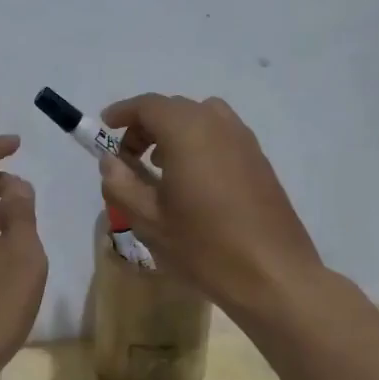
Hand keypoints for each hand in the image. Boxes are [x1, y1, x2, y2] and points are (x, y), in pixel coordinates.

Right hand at [98, 94, 322, 316]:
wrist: (273, 274)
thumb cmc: (203, 246)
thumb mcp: (148, 220)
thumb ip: (120, 184)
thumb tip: (110, 161)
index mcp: (187, 131)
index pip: (148, 105)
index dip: (123, 113)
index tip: (105, 127)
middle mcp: (218, 124)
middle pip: (174, 108)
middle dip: (146, 125)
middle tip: (128, 156)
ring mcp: (244, 140)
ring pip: (201, 118)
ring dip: (174, 132)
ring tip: (159, 166)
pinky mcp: (259, 160)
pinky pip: (221, 135)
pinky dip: (198, 142)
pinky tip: (192, 180)